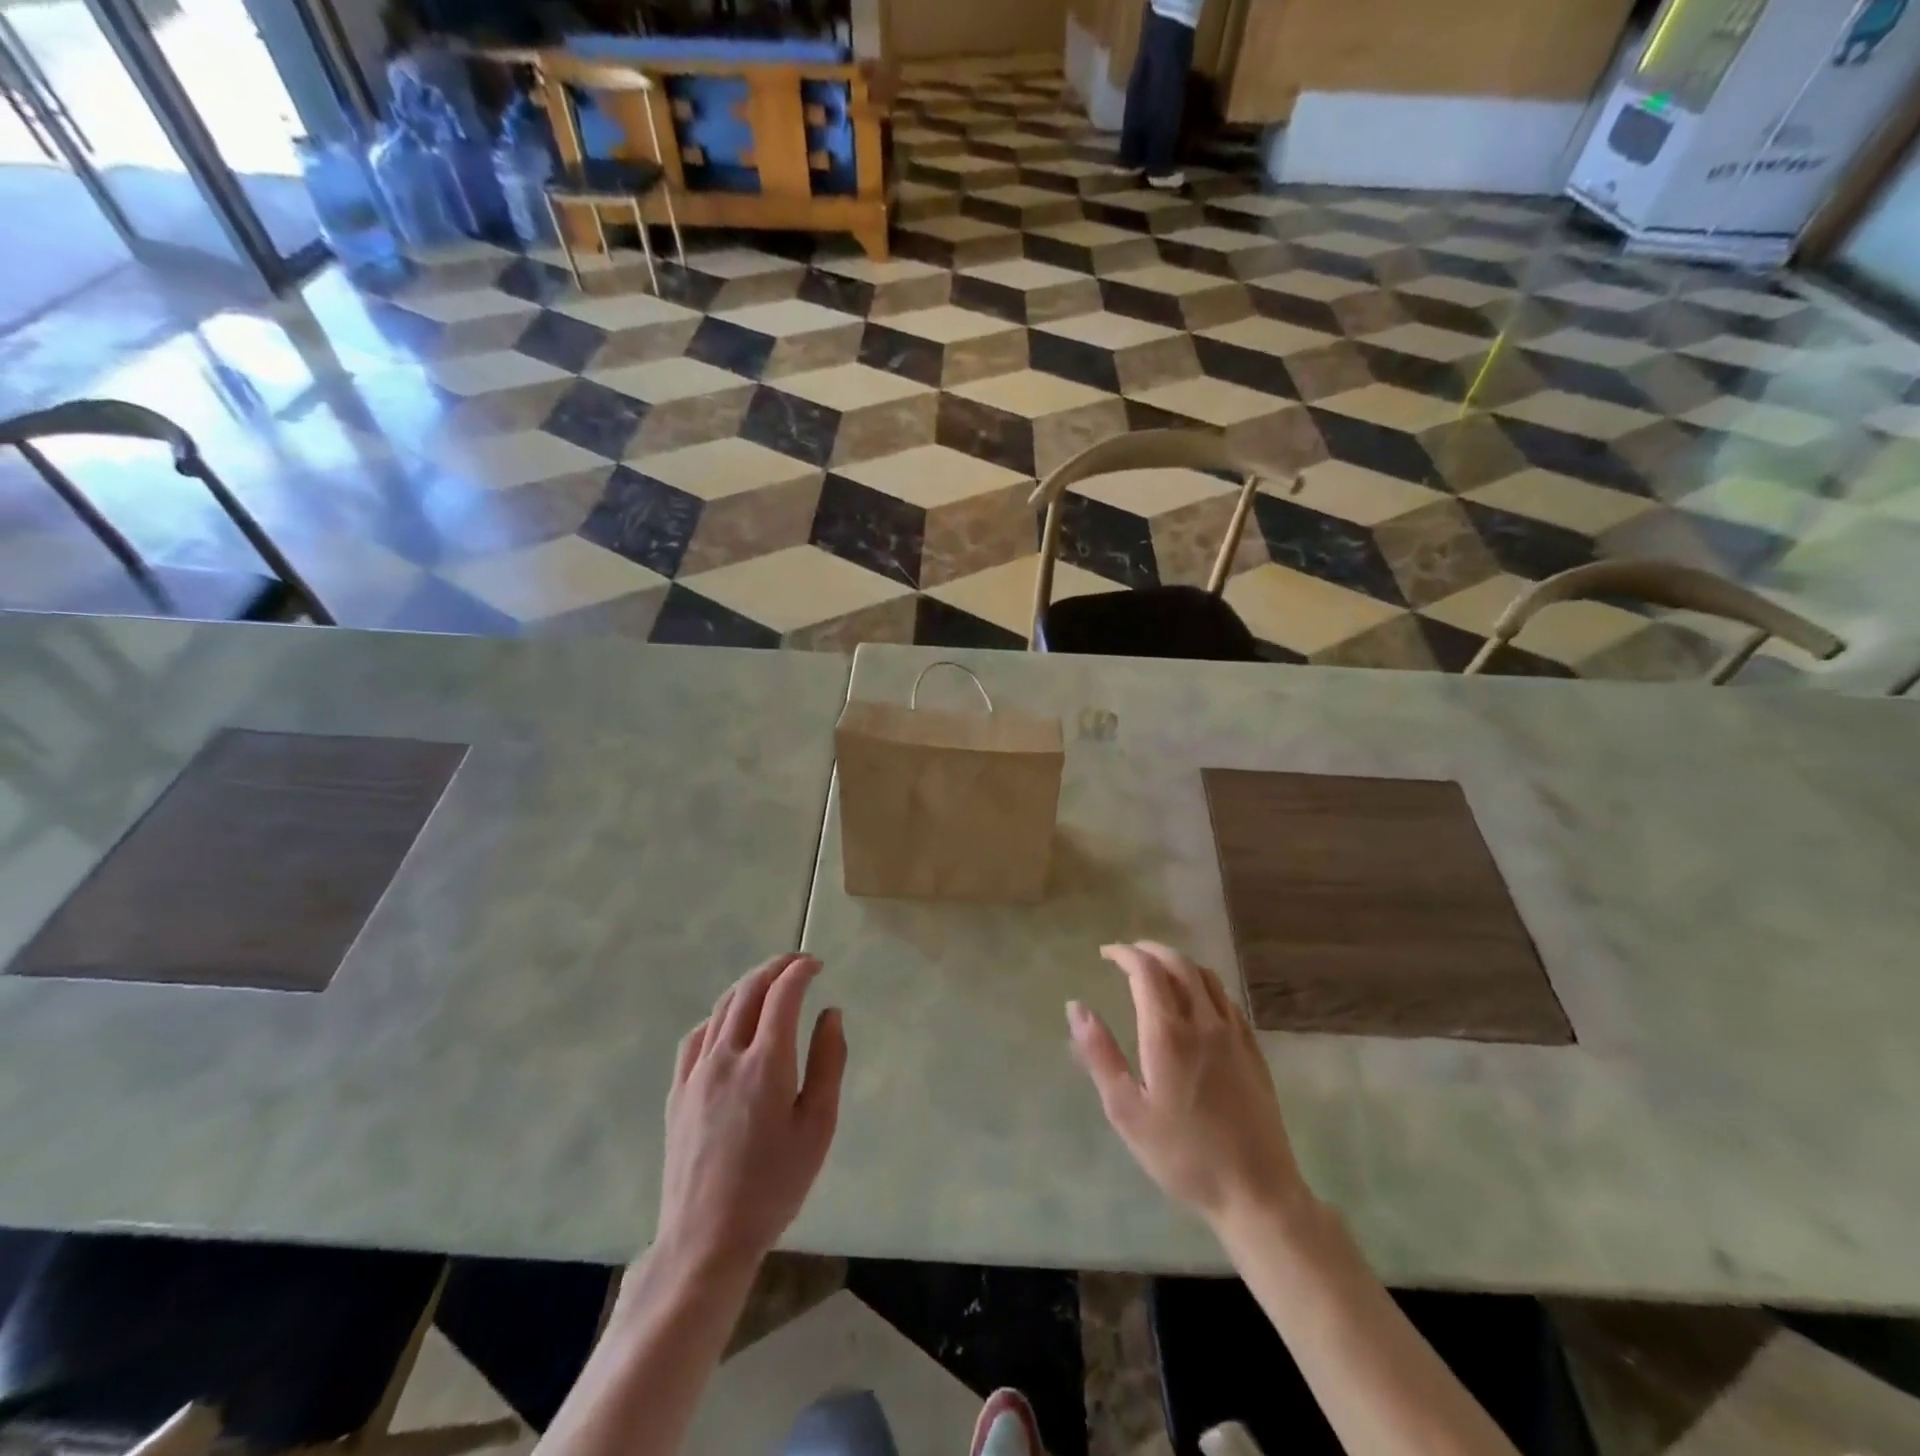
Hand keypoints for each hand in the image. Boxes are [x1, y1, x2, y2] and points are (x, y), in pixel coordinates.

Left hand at [656, 953, 845, 1275]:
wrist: (706, 1238)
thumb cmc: (774, 1186)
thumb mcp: (817, 1127)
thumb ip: (828, 1063)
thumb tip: (831, 1014)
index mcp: (766, 1064)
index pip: (782, 995)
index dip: (800, 970)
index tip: (816, 964)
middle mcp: (727, 1056)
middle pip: (748, 991)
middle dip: (775, 968)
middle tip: (798, 963)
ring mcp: (696, 1072)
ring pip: (722, 1008)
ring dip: (749, 986)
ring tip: (770, 985)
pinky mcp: (678, 1091)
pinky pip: (698, 1035)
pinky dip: (720, 1015)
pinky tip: (730, 1024)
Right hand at [1068, 941, 1308, 1230]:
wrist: (1256, 1191)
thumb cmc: (1182, 1155)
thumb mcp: (1126, 1110)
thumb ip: (1099, 1053)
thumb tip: (1076, 1007)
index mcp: (1169, 1034)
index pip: (1146, 971)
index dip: (1125, 954)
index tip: (1106, 954)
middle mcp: (1204, 1022)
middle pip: (1178, 964)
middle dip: (1150, 951)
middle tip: (1127, 956)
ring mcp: (1233, 1033)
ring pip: (1206, 976)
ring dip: (1178, 962)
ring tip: (1158, 970)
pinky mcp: (1252, 1049)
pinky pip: (1226, 998)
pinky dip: (1203, 983)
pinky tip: (1195, 999)